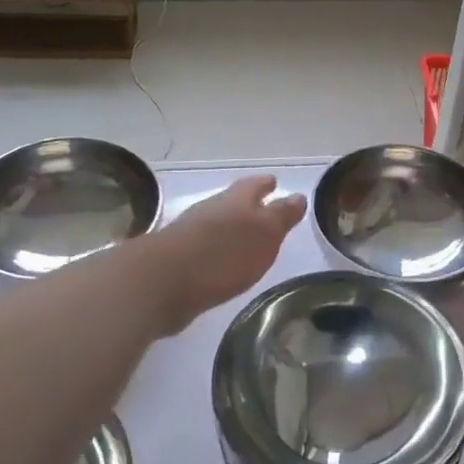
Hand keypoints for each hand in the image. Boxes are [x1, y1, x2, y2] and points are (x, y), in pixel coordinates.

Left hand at [145, 176, 306, 335]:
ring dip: (229, 227)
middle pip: (232, 202)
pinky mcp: (176, 260)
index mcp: (235, 201)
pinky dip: (215, 250)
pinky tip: (220, 263)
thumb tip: (298, 196)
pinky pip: (202, 248)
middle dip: (247, 204)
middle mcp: (211, 211)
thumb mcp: (264, 233)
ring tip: (243, 237)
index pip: (254, 186)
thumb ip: (280, 216)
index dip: (265, 184)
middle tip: (261, 207)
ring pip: (215, 223)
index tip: (274, 181)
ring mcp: (189, 234)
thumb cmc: (224, 253)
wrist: (165, 281)